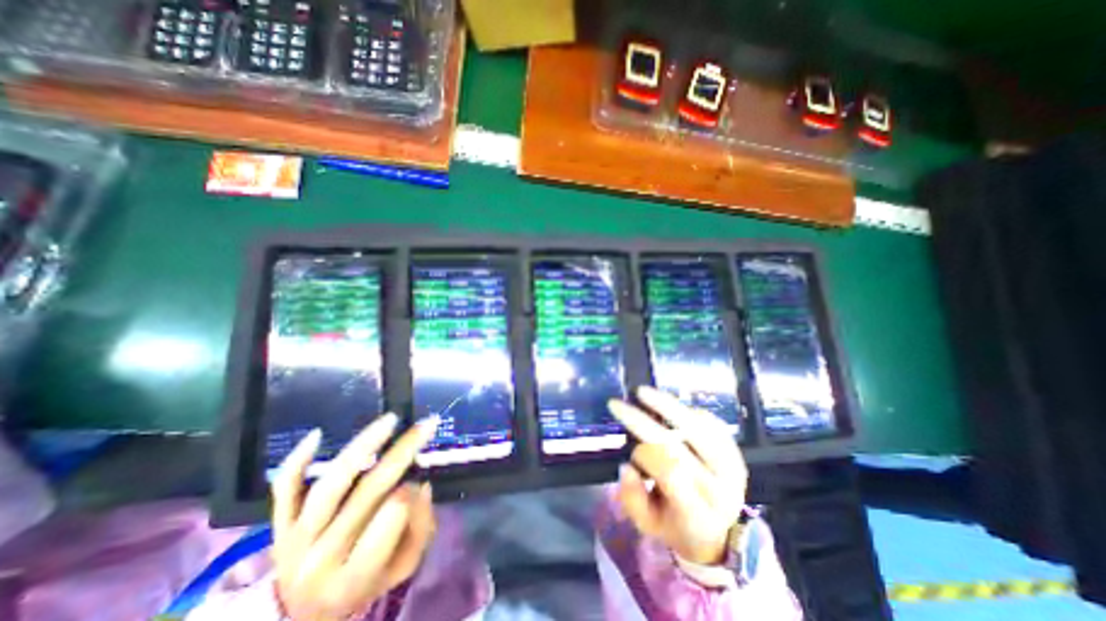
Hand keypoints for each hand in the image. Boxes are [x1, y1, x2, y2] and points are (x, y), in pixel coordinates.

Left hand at [269, 415, 438, 620]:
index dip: (412, 492)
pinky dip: (297, 462)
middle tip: (427, 425)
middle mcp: (321, 557)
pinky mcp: (278, 524)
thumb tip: (421, 485)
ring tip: (390, 420)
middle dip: (403, 452)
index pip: (392, 517)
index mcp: (356, 575)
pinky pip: (284, 490)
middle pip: (367, 493)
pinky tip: (317, 434)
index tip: (420, 483)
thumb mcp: (402, 567)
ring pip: (331, 485)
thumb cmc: (363, 585)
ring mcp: (295, 539)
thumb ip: (420, 528)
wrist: (302, 613)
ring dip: (363, 447)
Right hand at [609, 389, 745, 566]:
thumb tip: (627, 466)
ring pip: (696, 427)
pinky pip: (711, 423)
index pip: (670, 472)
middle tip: (618, 404)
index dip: (644, 455)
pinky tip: (670, 407)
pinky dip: (687, 411)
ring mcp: (732, 467)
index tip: (630, 449)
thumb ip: (633, 499)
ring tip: (643, 392)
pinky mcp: (736, 452)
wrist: (718, 532)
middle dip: (642, 421)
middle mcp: (719, 488)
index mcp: (698, 512)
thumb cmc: (676, 525)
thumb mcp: (647, 524)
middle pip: (678, 444)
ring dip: (666, 405)